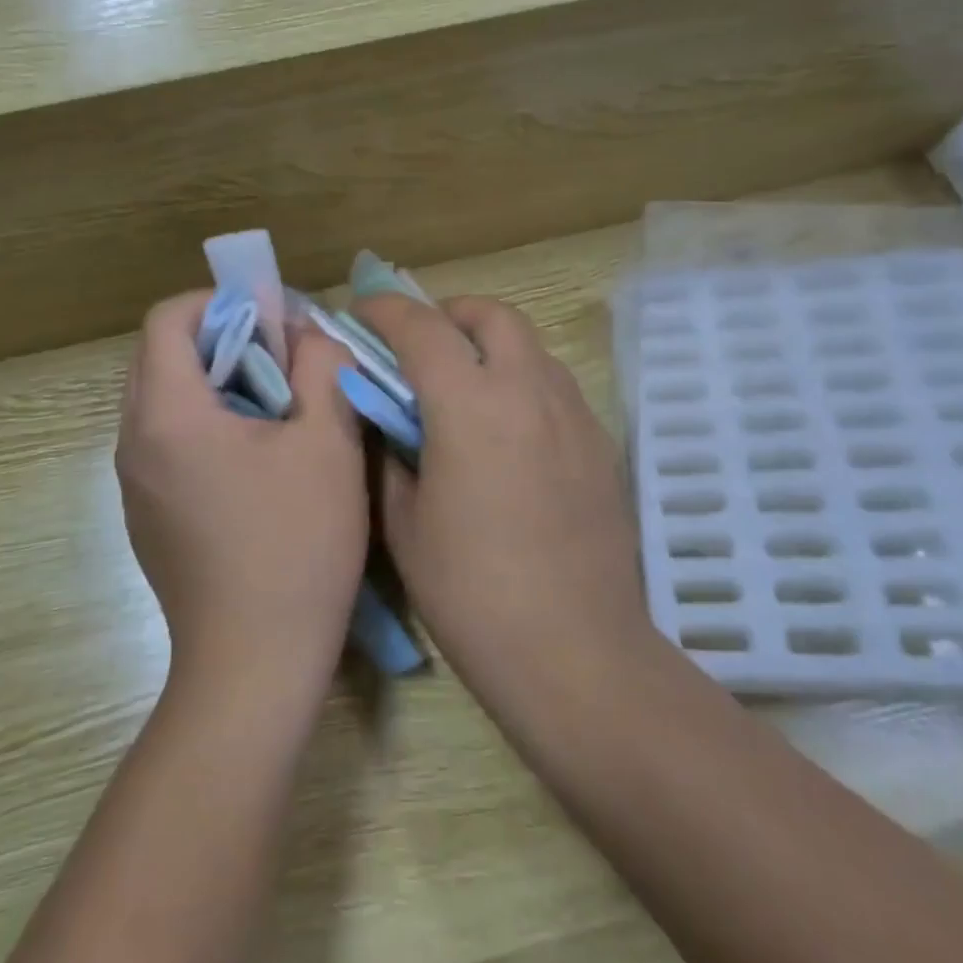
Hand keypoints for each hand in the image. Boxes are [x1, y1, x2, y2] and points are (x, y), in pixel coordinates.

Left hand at [116, 292, 366, 691]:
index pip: (168, 319)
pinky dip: (204, 423)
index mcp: (168, 414)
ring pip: (163, 400)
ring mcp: (134, 484)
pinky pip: (166, 442)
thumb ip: (320, 367)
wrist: (254, 664)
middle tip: (283, 356)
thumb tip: (308, 334)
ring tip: (276, 405)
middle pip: (160, 356)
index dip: (220, 301)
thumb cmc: (296, 544)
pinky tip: (256, 459)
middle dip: (222, 339)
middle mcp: (134, 442)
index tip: (273, 318)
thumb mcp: (328, 442)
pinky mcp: (145, 516)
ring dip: (215, 382)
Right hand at [355, 294, 652, 709]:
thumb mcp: (405, 524)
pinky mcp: (600, 443)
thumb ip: (390, 454)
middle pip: (491, 315)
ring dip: (489, 345)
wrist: (576, 652)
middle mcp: (529, 391)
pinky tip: (506, 431)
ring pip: (530, 346)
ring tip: (463, 386)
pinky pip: (555, 385)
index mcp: (471, 405)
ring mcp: (573, 414)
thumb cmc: (473, 593)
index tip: (362, 313)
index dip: (385, 310)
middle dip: (448, 314)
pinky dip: (521, 380)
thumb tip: (387, 418)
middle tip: (420, 347)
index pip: (422, 328)